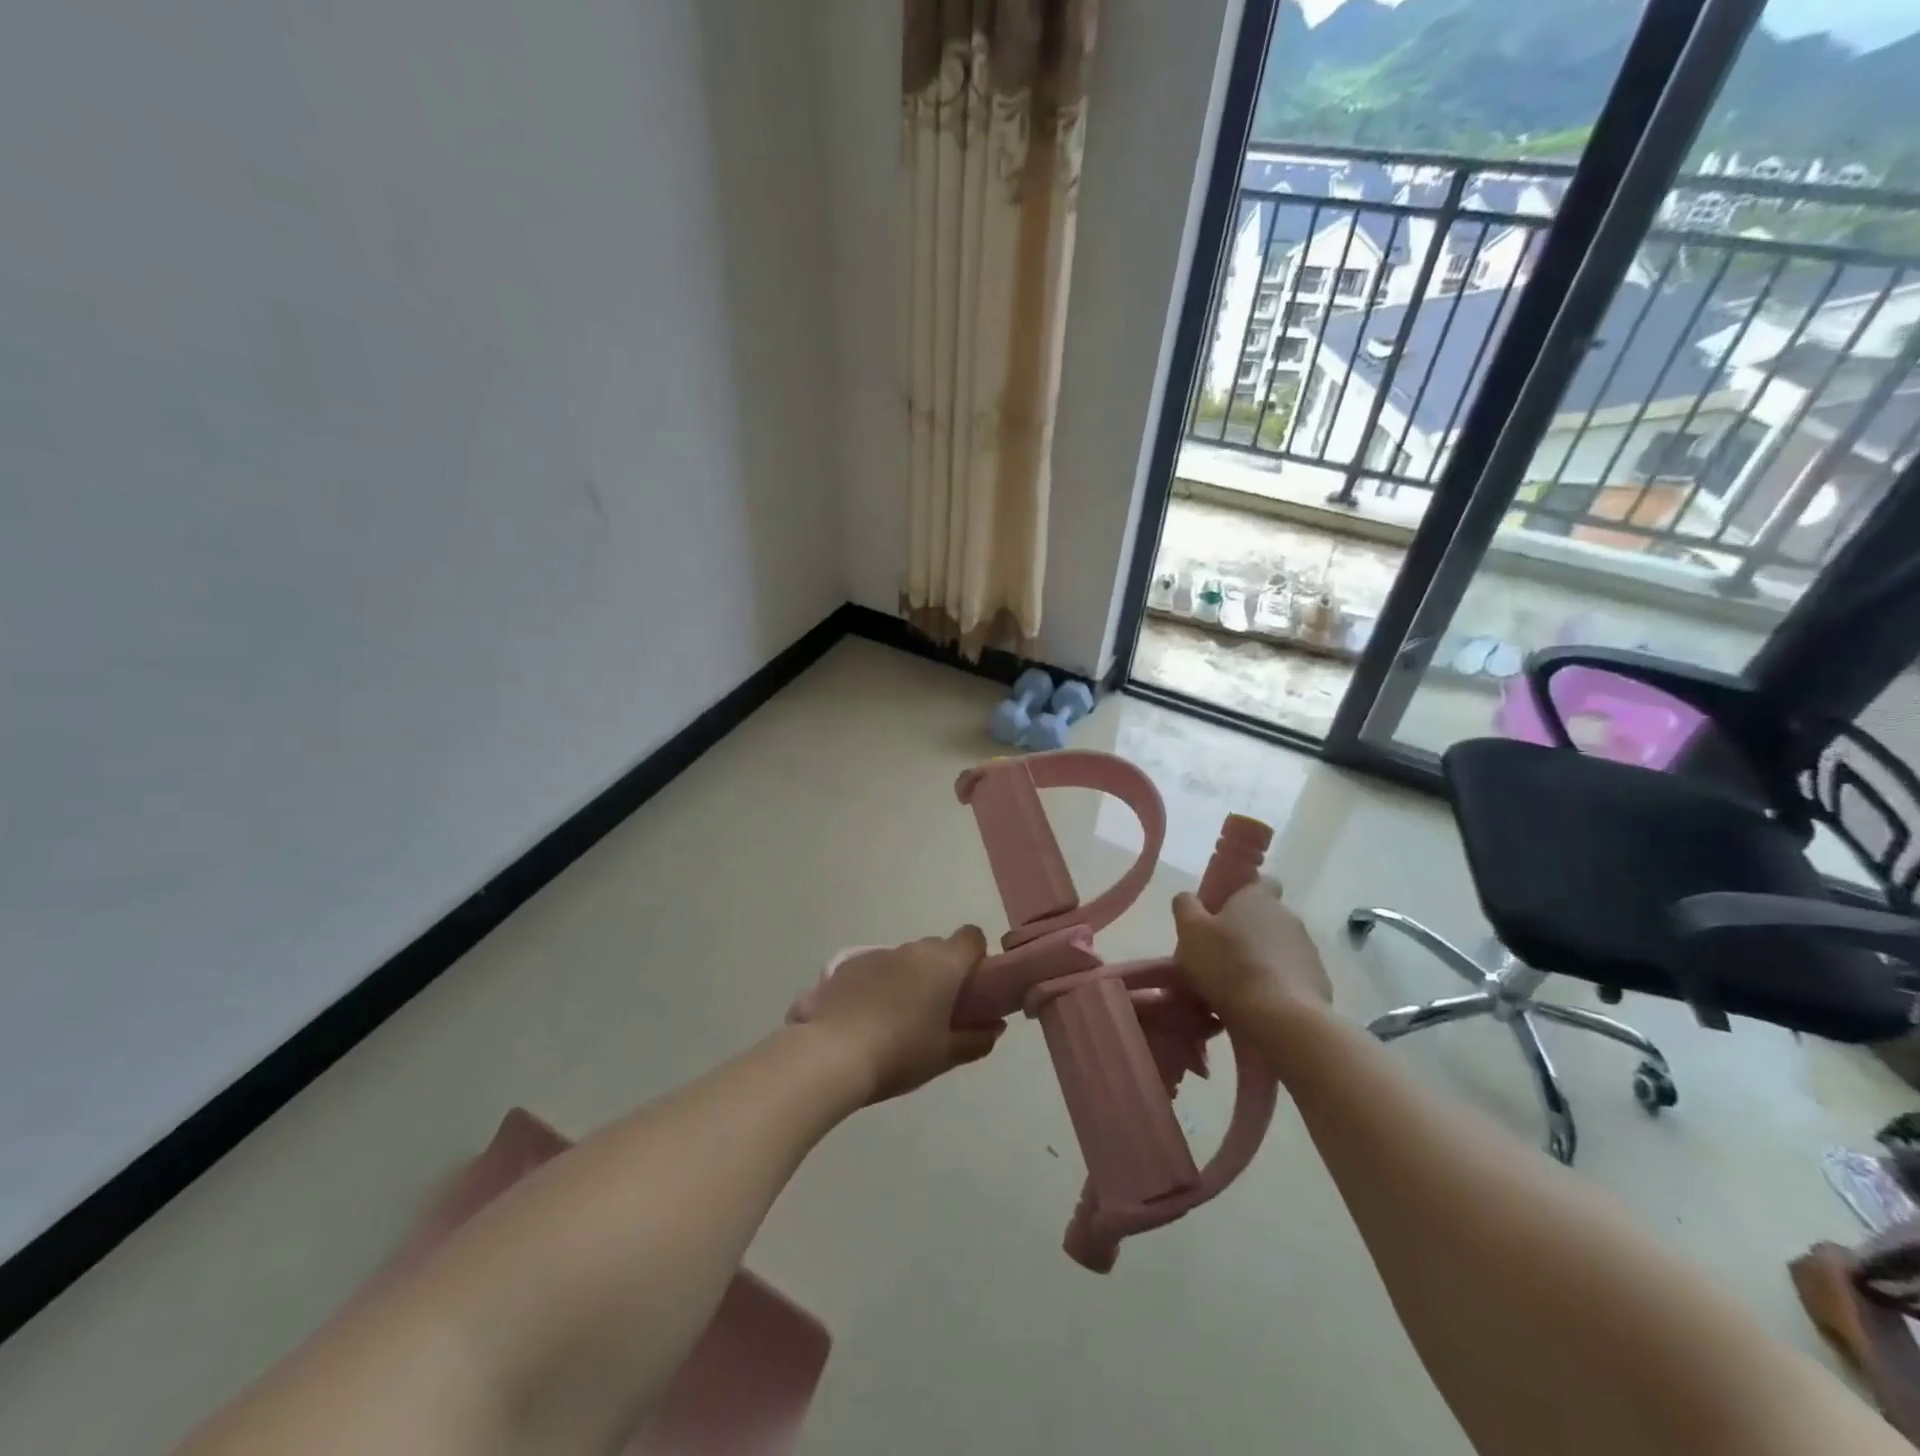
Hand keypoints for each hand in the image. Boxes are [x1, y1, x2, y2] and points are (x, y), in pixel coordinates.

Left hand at [798, 928, 1003, 1102]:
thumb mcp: (945, 1055)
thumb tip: (995, 1026)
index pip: (972, 936)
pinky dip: (879, 984)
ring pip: (905, 958)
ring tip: (897, 1018)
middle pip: (938, 948)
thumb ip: (977, 1038)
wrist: (831, 1054)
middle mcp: (912, 949)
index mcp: (943, 963)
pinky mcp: (847, 965)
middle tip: (937, 1009)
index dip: (976, 957)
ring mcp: (877, 954)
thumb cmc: (899, 1053)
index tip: (972, 987)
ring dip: (909, 978)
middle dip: (942, 971)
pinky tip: (868, 1017)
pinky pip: (876, 968)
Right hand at [1172, 882, 1330, 1026]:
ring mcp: (1308, 951)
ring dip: (1260, 961)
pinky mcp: (1319, 984)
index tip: (1222, 910)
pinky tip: (1255, 1007)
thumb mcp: (1190, 931)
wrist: (1280, 1020)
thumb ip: (1186, 907)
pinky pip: (1290, 979)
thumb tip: (1188, 898)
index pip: (1260, 882)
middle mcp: (1288, 917)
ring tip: (1235, 987)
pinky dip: (1275, 987)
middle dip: (1246, 932)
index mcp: (1259, 898)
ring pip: (1278, 949)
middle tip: (1219, 954)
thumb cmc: (1228, 966)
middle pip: (1266, 918)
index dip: (1242, 892)